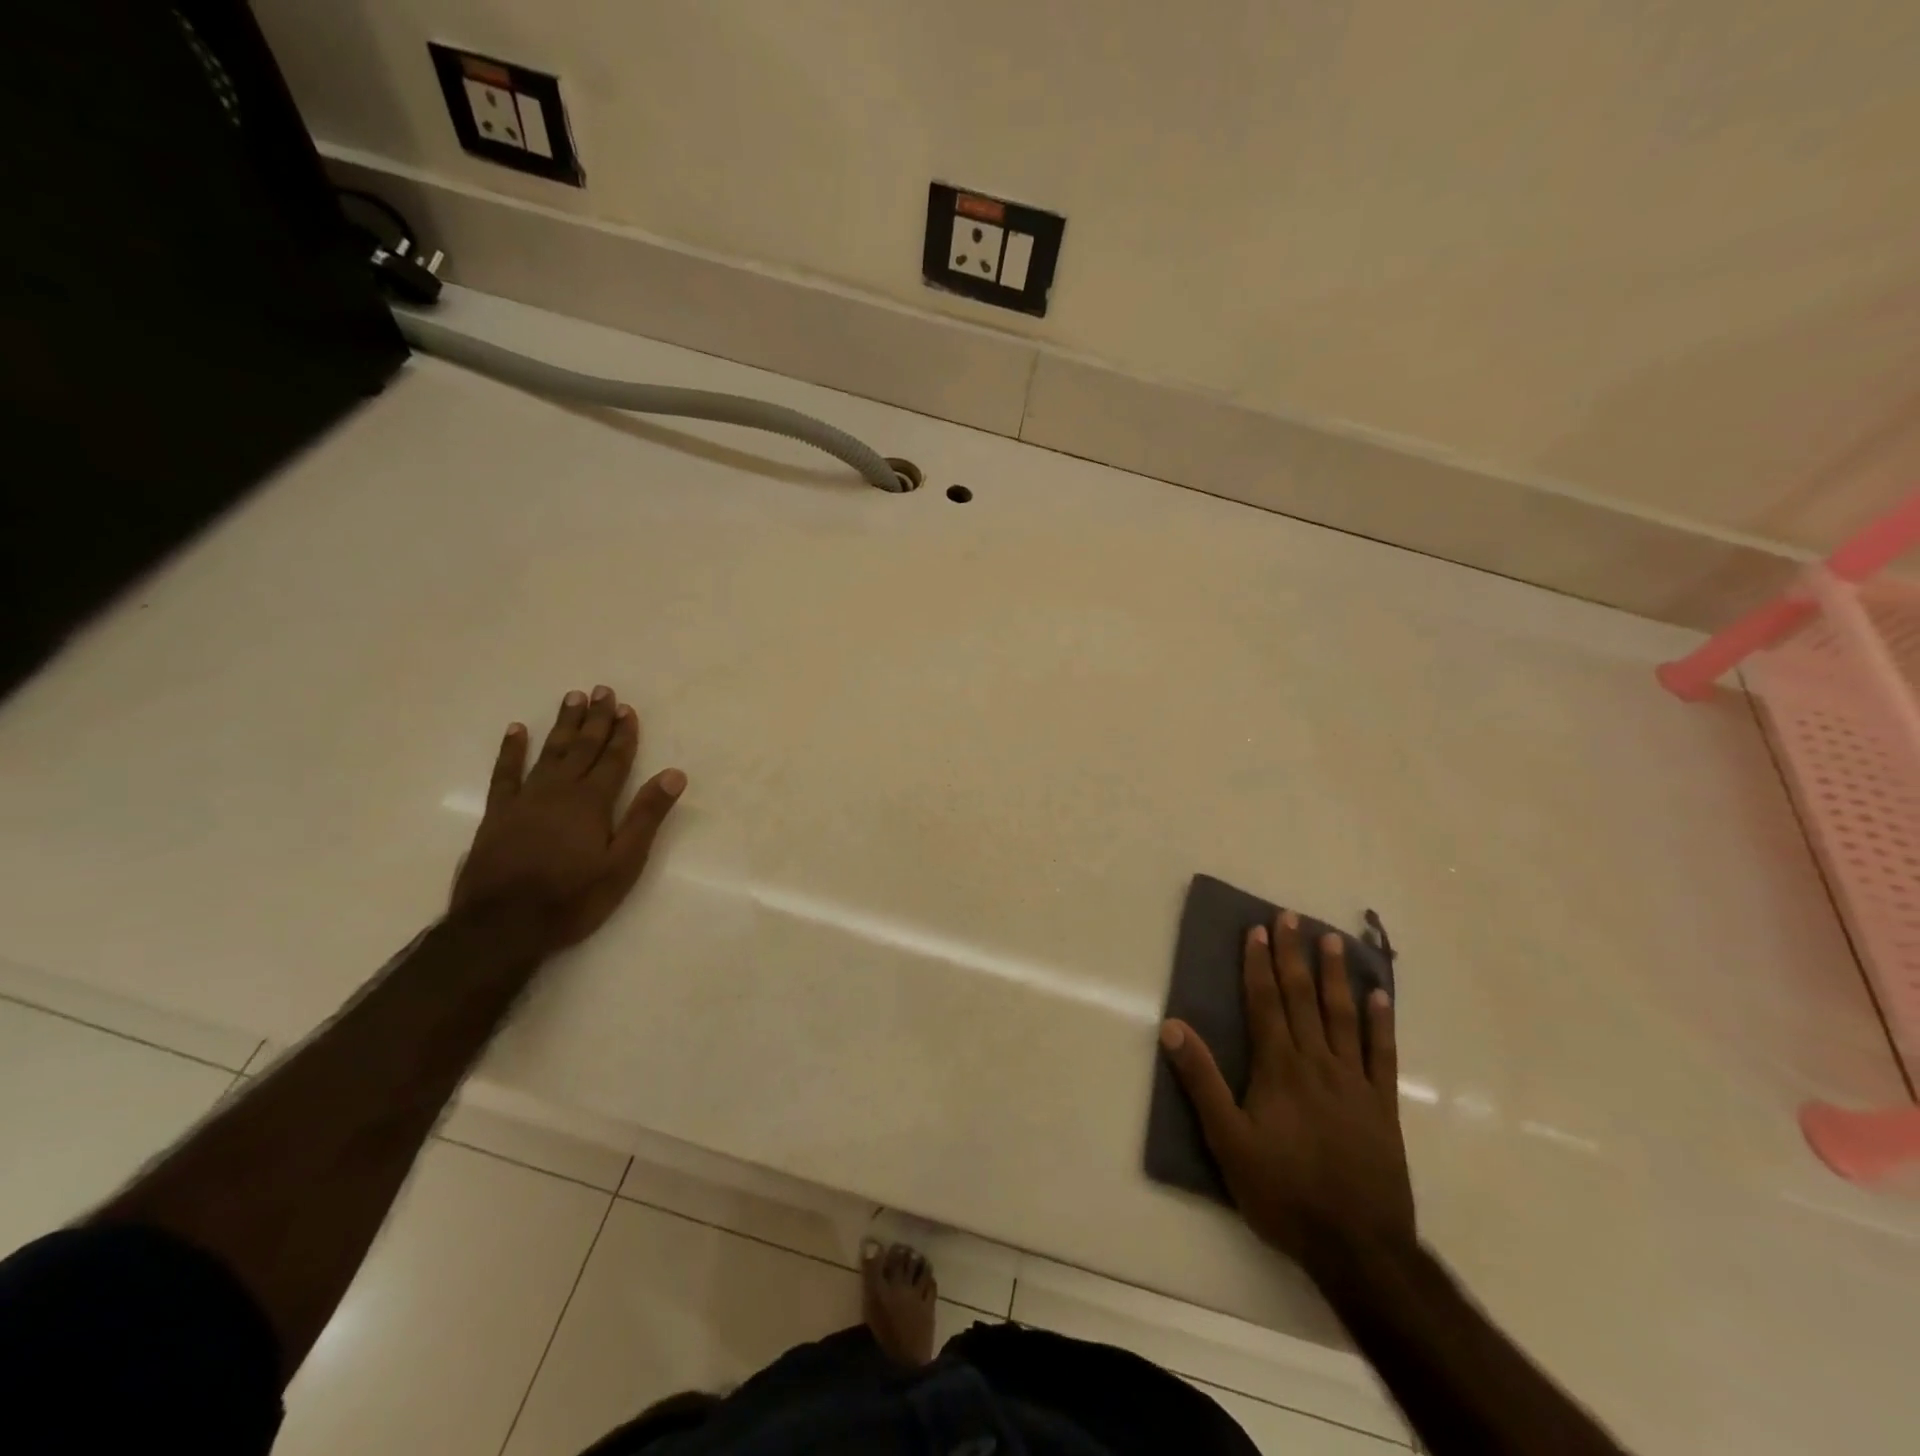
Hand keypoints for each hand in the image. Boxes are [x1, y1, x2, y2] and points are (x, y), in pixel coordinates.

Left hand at [451, 686, 686, 952]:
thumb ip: (646, 816)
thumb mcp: (623, 863)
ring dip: (563, 725)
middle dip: (596, 720)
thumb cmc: (573, 898)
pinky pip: (505, 773)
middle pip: (582, 748)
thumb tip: (674, 775)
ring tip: (572, 698)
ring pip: (549, 752)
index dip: (623, 734)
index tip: (627, 708)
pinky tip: (516, 730)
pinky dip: (511, 750)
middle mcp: (559, 791)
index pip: (614, 760)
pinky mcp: (497, 814)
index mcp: (593, 802)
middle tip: (602, 691)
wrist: (502, 926)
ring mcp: (525, 800)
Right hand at [1161, 912, 1414, 1270]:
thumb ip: (1201, 1082)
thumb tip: (1172, 1026)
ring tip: (1332, 940)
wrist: (1359, 1248)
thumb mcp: (1228, 1142)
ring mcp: (1354, 1082)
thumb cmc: (1284, 1193)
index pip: (1266, 1003)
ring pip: (1343, 1016)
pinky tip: (1380, 996)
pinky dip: (1381, 1022)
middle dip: (1294, 955)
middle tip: (1291, 916)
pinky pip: (1382, 1054)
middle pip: (1303, 998)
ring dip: (1336, 975)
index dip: (1259, 964)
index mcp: (1279, 1068)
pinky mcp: (1383, 1106)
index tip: (1257, 929)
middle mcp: (1317, 1063)